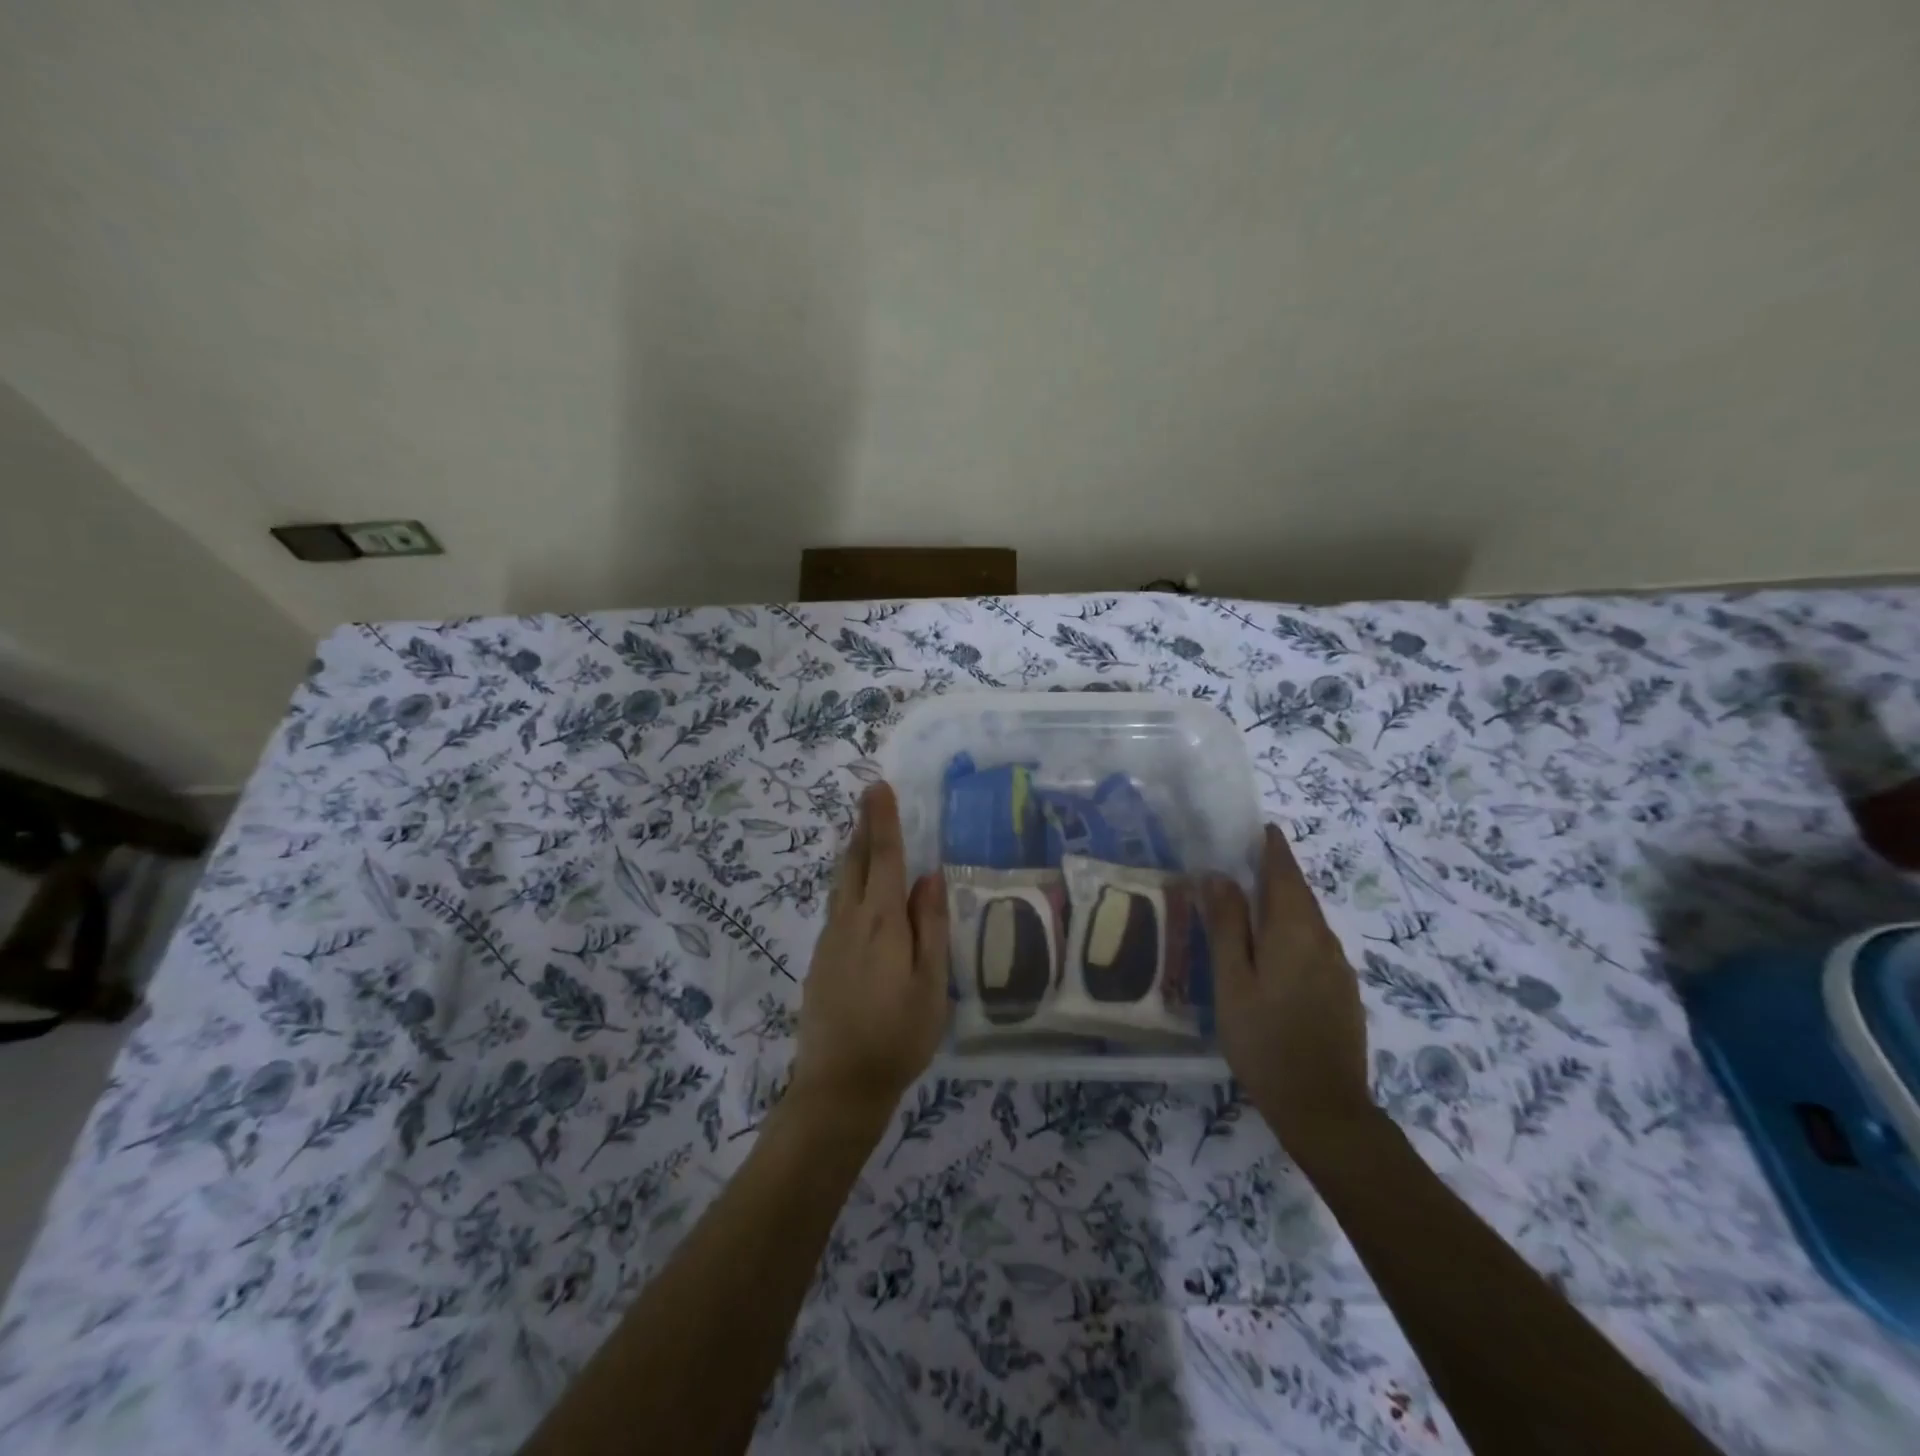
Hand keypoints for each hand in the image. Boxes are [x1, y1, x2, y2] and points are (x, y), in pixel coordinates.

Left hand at [789, 783, 949, 1122]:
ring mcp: (830, 940)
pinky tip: (860, 891)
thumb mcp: (930, 984)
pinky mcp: (820, 959)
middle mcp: (850, 921)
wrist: (838, 1086)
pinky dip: (850, 882)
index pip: (885, 858)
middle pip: (856, 863)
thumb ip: (930, 927)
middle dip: (865, 828)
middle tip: (871, 798)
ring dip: (855, 853)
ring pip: (842, 883)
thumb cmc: (897, 1036)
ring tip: (866, 833)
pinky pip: (838, 906)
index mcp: (882, 922)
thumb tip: (929, 877)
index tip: (878, 787)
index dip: (883, 821)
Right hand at [1202, 823, 1375, 1161]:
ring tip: (1251, 906)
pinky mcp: (1343, 993)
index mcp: (1294, 931)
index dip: (1273, 848)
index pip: (1285, 873)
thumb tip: (1217, 875)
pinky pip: (1315, 947)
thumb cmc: (1264, 1040)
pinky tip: (1273, 954)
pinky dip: (1293, 934)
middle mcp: (1324, 941)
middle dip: (1277, 874)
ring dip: (1283, 906)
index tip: (1261, 828)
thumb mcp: (1232, 981)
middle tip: (1244, 863)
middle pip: (1299, 895)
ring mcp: (1339, 969)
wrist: (1324, 1108)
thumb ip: (1226, 925)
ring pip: (1308, 922)